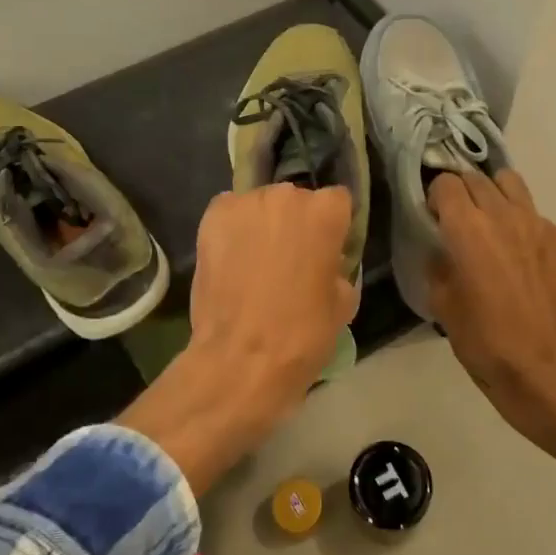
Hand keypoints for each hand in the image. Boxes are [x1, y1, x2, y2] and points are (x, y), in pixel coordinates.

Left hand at [118, 185, 355, 492]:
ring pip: (261, 205)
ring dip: (262, 225)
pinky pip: (229, 213)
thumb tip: (325, 263)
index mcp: (326, 212)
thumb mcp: (343, 303)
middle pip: (296, 200)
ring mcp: (246, 204)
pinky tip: (231, 259)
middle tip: (290, 260)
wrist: (242, 358)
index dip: (333, 227)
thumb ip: (337, 268)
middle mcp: (287, 196)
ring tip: (255, 261)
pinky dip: (232, 230)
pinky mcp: (212, 218)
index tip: (327, 251)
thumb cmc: (302, 334)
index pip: (337, 202)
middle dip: (295, 223)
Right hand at [427, 170, 555, 499]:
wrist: (549, 374)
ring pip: (511, 183)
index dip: (434, 196)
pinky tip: (521, 254)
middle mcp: (504, 216)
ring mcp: (539, 226)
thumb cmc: (486, 344)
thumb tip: (442, 251)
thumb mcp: (443, 307)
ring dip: (493, 193)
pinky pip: (536, 214)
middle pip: (477, 177)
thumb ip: (439, 266)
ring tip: (489, 220)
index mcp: (469, 229)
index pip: (446, 183)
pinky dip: (522, 222)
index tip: (432, 217)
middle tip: (456, 218)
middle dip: (461, 191)